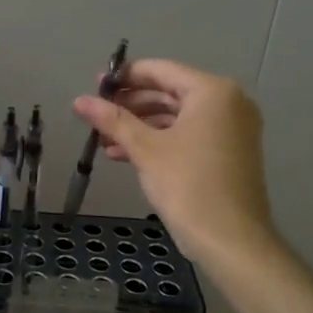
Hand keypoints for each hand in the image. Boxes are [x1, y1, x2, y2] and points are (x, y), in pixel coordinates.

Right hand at [73, 58, 274, 263]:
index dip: (124, 78)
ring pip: (176, 116)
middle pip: (169, 92)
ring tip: (105, 142)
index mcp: (213, 91)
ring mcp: (232, 129)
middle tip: (96, 116)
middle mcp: (228, 103)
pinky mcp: (229, 152)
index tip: (94, 88)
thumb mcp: (145, 149)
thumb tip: (79, 101)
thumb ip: (112, 120)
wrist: (231, 241)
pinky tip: (126, 155)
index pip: (160, 70)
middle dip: (130, 105)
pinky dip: (159, 141)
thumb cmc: (188, 185)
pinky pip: (188, 135)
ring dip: (140, 126)